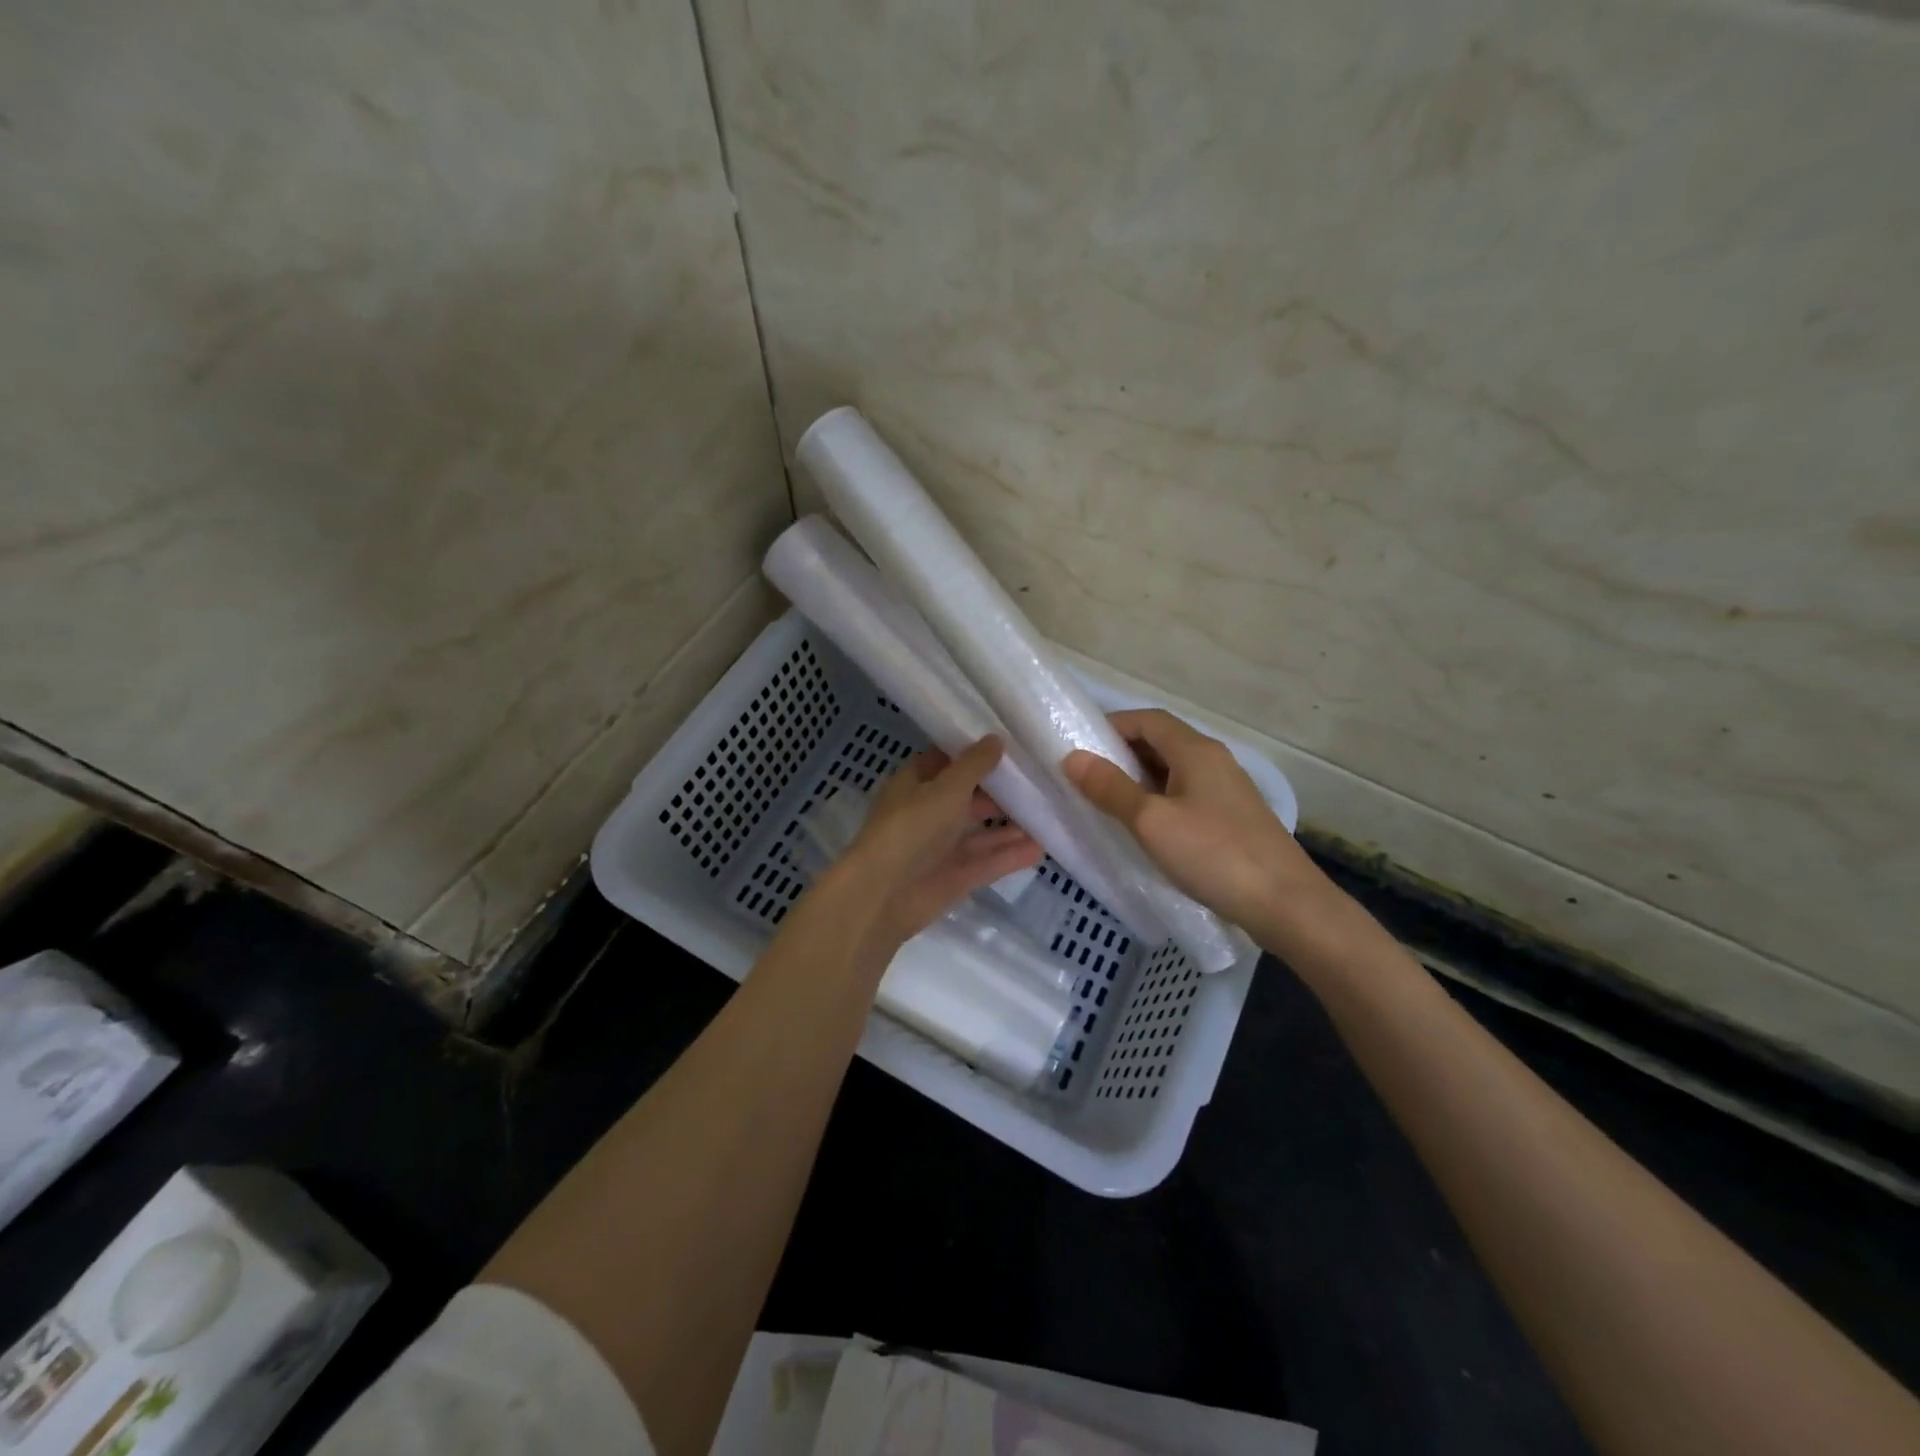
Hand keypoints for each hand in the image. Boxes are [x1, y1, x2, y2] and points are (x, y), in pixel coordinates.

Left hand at [827, 736, 1042, 952]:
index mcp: (915, 784)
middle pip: (968, 797)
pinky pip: (987, 861)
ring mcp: (941, 848)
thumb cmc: (911, 827)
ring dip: (1010, 825)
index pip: (947, 761)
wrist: (883, 894)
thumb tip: (996, 738)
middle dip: (1000, 791)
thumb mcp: (946, 787)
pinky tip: (1041, 846)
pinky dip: (1011, 855)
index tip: (1011, 743)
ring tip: (1048, 812)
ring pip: (980, 832)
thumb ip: (974, 764)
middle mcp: (928, 813)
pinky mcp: (954, 877)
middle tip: (1040, 779)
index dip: (975, 752)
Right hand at [1063, 710, 1336, 949]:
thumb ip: (1111, 788)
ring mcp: (1227, 790)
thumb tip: (1072, 757)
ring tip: (1107, 804)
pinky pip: (1186, 795)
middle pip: (1161, 742)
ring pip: (1173, 771)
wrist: (1286, 905)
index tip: (1079, 747)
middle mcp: (1214, 760)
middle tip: (1086, 779)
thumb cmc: (1214, 855)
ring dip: (1139, 780)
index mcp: (1196, 750)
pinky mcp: (1233, 818)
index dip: (1111, 726)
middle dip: (1121, 753)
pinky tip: (1146, 829)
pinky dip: (1159, 800)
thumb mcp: (1151, 822)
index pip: (1147, 719)